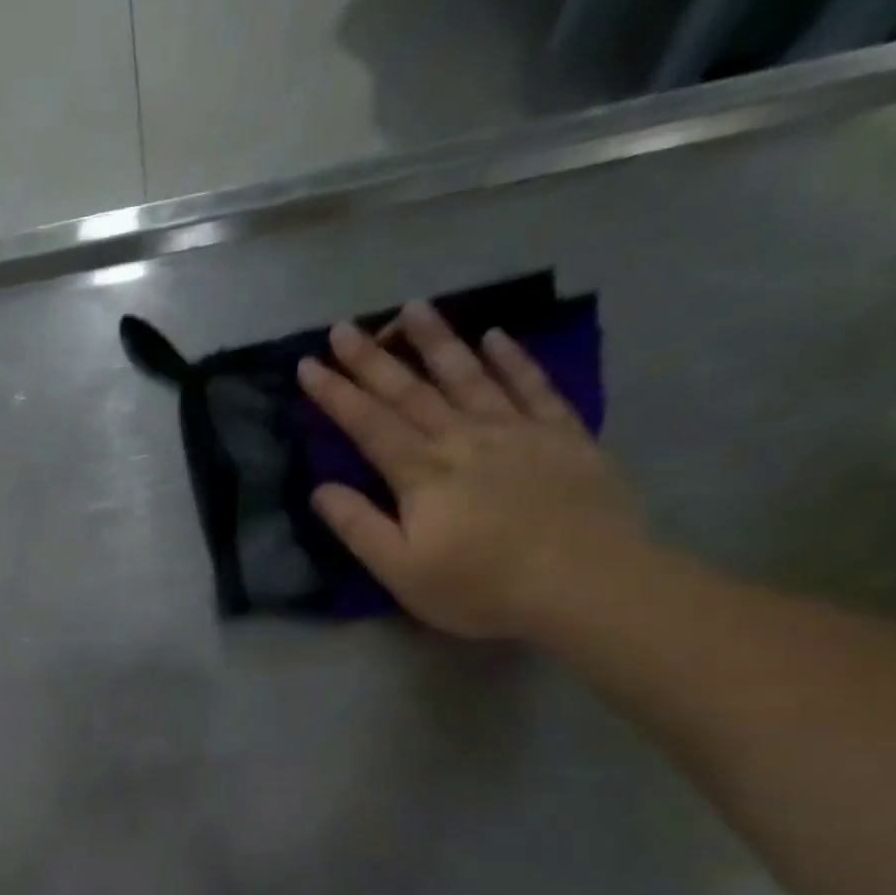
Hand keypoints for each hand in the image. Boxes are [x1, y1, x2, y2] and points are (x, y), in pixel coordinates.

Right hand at [296, 299, 645, 639]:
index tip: (309, 364)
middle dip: (372, 359)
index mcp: (421, 473)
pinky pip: (533, 386)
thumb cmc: (480, 586)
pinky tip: (496, 336)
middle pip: (410, 391)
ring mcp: (517, 431)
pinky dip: (512, 359)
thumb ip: (358, 527)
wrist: (586, 584)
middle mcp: (464, 438)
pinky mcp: (562, 435)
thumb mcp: (400, 571)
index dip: (335, 393)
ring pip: (468, 375)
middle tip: (344, 326)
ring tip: (412, 308)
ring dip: (436, 341)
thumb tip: (321, 489)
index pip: (368, 424)